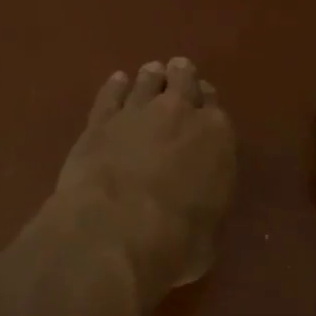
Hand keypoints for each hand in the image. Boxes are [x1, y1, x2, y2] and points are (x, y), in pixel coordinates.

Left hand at [55, 58, 235, 303]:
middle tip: (179, 75)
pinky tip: (116, 81)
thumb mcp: (209, 237)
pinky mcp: (99, 122)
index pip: (216, 108)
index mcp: (216, 136)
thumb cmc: (175, 242)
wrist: (114, 232)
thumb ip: (206, 210)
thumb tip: (198, 215)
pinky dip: (114, 86)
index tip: (203, 107)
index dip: (208, 106)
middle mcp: (179, 113)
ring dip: (150, 77)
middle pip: (183, 80)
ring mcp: (136, 112)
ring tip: (151, 73)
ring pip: (147, 80)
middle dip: (182, 78)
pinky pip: (110, 94)